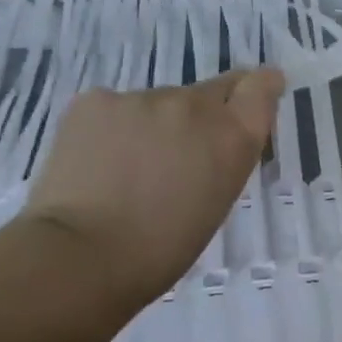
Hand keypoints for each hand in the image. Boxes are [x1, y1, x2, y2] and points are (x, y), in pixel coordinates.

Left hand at [19, 69, 283, 305]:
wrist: (81, 255)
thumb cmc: (160, 249)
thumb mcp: (216, 202)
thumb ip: (222, 158)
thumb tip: (208, 143)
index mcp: (232, 137)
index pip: (260, 87)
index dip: (261, 86)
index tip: (258, 90)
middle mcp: (194, 106)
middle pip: (210, 92)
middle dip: (202, 115)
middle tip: (179, 152)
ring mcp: (142, 98)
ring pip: (157, 103)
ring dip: (153, 126)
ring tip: (127, 169)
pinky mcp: (95, 100)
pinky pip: (114, 108)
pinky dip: (111, 129)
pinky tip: (96, 163)